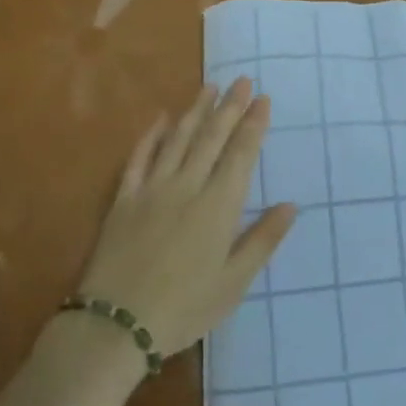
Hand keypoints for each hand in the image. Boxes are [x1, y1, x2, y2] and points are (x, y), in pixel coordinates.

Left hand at [76, 78, 295, 356]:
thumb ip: (262, 240)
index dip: (253, 124)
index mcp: (218, 207)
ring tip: (209, 87)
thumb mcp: (234, 282)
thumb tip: (289, 205)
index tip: (263, 99)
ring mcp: (152, 189)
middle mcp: (187, 187)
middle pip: (211, 138)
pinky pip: (138, 158)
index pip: (241, 154)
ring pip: (178, 139)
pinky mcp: (124, 200)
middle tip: (242, 80)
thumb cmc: (184, 308)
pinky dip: (151, 136)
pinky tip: (161, 119)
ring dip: (195, 110)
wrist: (116, 324)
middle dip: (229, 107)